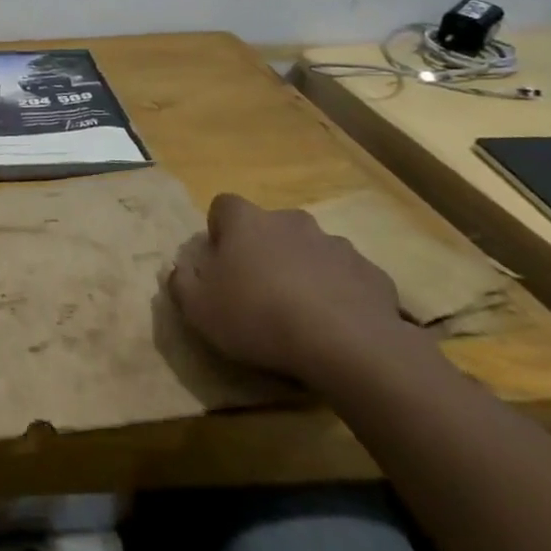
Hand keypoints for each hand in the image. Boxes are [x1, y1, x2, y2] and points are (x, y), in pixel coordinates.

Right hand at [168, 194, 409, 385]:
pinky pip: (347, 277)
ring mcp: (336, 244)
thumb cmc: (258, 317)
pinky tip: (337, 327)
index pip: (223, 206)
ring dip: (304, 270)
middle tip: (260, 290)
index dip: (220, 231)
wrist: (347, 344)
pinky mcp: (372, 273)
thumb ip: (182, 284)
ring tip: (302, 313)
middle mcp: (290, 221)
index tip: (221, 262)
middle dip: (265, 250)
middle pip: (270, 226)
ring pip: (311, 250)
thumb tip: (178, 271)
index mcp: (246, 221)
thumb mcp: (199, 309)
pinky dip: (340, 293)